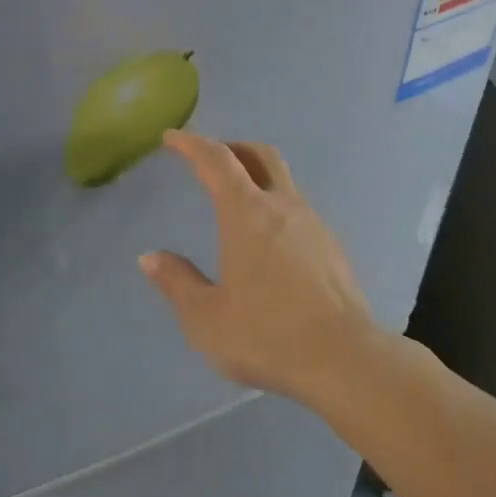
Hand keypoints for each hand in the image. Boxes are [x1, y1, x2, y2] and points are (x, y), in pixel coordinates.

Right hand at [138, 131, 378, 406]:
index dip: (192, 144)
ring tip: (236, 203)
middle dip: (232, 148)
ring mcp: (313, 223)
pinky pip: (298, 209)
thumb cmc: (267, 335)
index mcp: (247, 214)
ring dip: (257, 177)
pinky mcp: (332, 246)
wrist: (345, 358)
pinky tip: (268, 241)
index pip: (217, 160)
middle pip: (260, 155)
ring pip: (283, 180)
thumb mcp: (206, 318)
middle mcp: (283, 206)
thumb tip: (150, 258)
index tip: (173, 138)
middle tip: (209, 160)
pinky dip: (275, 206)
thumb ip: (177, 283)